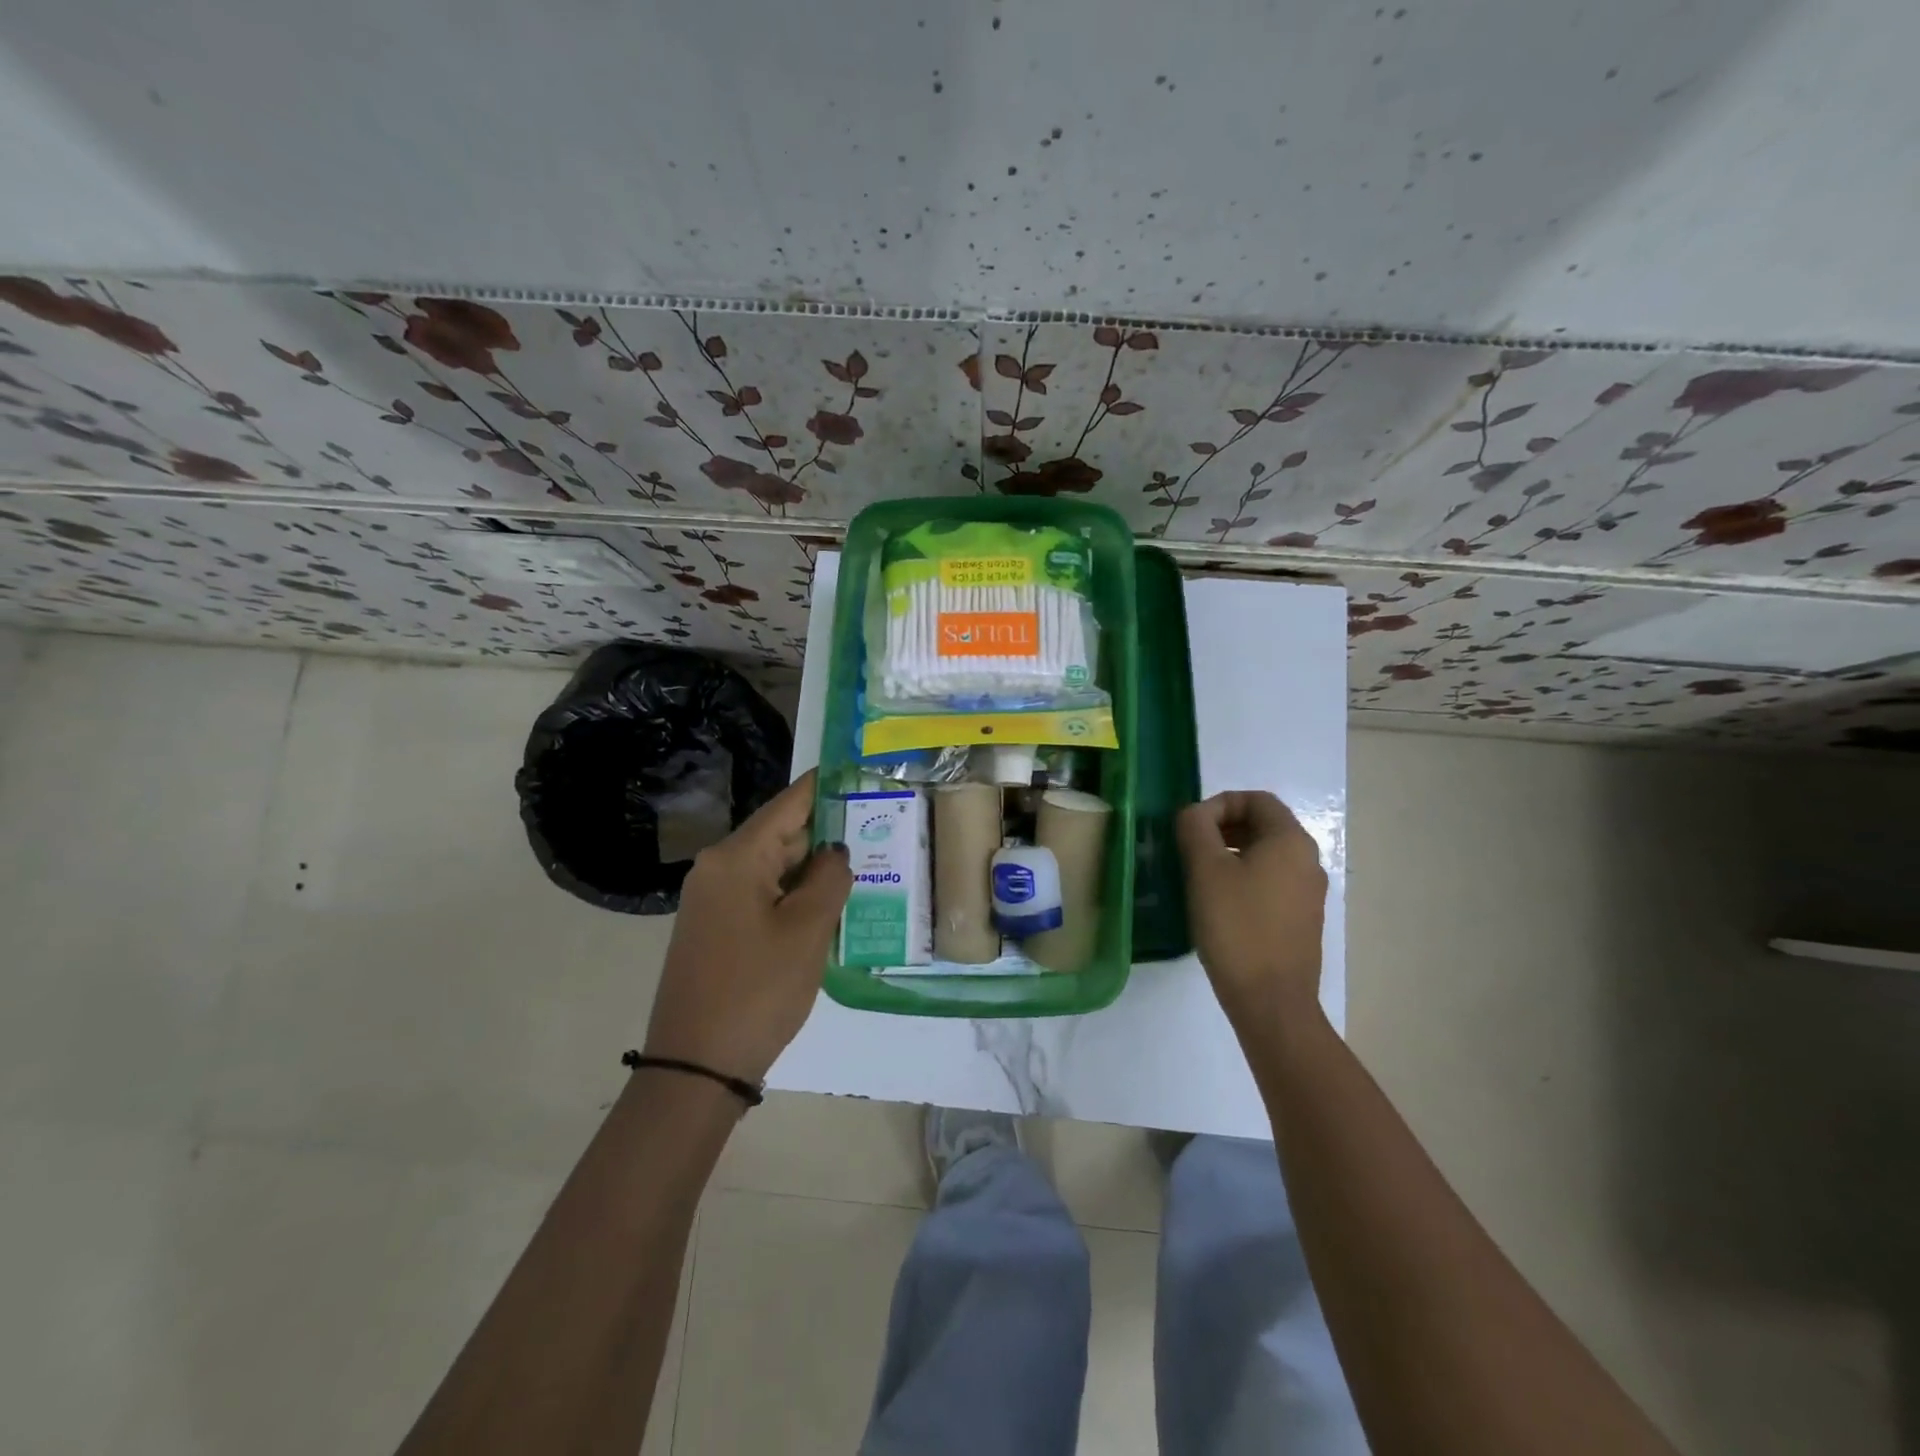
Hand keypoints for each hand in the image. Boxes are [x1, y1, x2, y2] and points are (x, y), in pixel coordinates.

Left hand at [644, 770, 851, 1084]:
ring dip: (814, 870)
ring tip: (865, 865)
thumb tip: (834, 853)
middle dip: (827, 834)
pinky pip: (763, 895)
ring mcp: (713, 900)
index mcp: (736, 858)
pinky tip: (830, 905)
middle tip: (878, 828)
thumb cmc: (757, 990)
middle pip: (782, 835)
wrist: (696, 1067)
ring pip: (774, 868)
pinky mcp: (716, 928)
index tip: (858, 769)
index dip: (825, 786)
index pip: (789, 804)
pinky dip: (795, 895)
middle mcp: (718, 868)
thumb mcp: (807, 931)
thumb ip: (829, 879)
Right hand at [1176, 791, 1327, 1029]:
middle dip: (1223, 829)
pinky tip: (1219, 905)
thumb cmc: (1236, 926)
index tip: (1190, 828)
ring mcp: (1309, 893)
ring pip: (1266, 855)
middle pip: (1263, 825)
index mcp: (1290, 841)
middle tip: (1190, 849)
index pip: (1256, 799)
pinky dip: (1244, 879)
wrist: (1271, 1001)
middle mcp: (1308, 860)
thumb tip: (1195, 814)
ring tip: (1199, 877)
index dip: (1219, 804)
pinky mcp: (1302, 920)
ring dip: (1231, 855)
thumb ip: (1195, 828)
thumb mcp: (1205, 869)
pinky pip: (1271, 882)